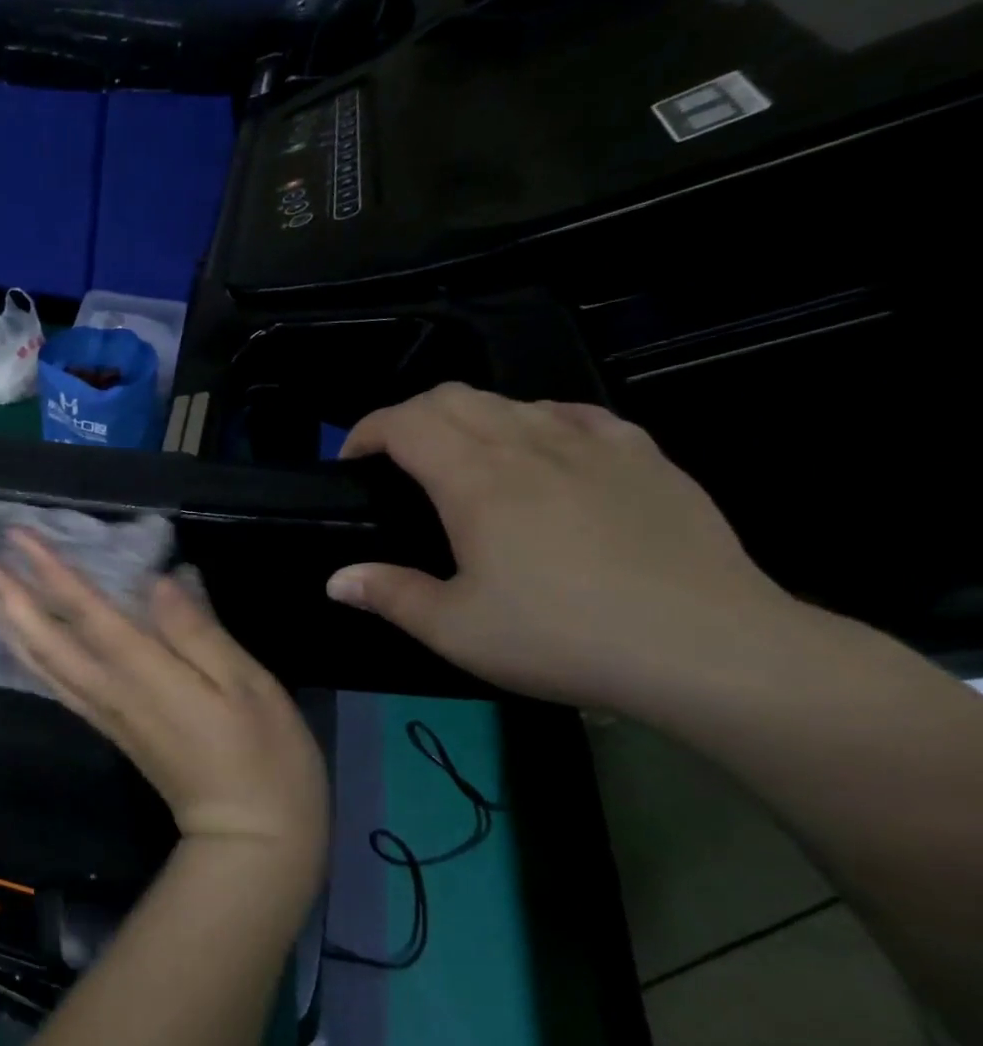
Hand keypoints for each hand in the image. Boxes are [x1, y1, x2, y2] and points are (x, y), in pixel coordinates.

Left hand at [0, 531, 328, 878]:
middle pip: (46, 639)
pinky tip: (24, 645)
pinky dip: (31, 659)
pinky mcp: (109, 729)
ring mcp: (105, 713)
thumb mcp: (248, 685)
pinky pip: (56, 686)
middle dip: (12, 597)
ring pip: (42, 665)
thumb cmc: (263, 756)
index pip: (84, 611)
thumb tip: (159, 581)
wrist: (249, 840)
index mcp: (143, 673)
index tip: (18, 536)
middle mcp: (110, 691)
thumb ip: (198, 631)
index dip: (49, 571)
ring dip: (12, 626)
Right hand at [327, 383, 801, 715]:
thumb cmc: (563, 637)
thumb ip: (389, 595)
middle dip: (409, 417)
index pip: (405, 422)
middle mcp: (528, 445)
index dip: (366, 431)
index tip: (350, 461)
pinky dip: (537, 421)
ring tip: (462, 461)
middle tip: (395, 460)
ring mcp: (593, 444)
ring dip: (468, 418)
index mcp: (476, 481)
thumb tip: (336, 579)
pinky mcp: (645, 457)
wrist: (709, 648)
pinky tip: (542, 453)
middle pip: (453, 397)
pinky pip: (575, 415)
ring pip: (511, 401)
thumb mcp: (456, 630)